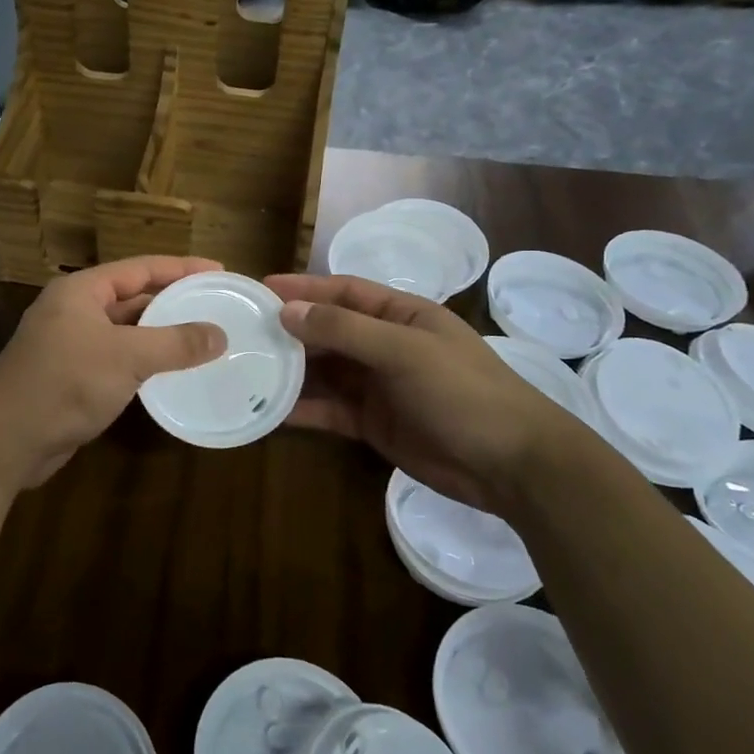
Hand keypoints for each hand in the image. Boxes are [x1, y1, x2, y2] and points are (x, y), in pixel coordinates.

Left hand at [0, 256, 228, 493]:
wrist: (6, 441)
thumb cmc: (65, 383)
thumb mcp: (126, 357)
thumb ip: (175, 343)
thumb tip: (220, 335)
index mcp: (81, 291)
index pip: (140, 268)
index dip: (181, 267)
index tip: (218, 271)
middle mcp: (74, 310)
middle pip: (133, 297)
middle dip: (173, 301)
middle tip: (217, 305)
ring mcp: (71, 344)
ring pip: (126, 331)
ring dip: (161, 333)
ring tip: (204, 337)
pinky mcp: (72, 377)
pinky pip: (117, 359)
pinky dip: (144, 361)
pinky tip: (171, 371)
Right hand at [265, 273, 593, 516]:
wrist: (512, 466)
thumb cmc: (463, 392)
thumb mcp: (404, 351)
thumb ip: (345, 330)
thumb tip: (288, 312)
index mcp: (400, 315)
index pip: (343, 291)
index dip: (303, 288)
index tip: (261, 288)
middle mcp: (385, 345)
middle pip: (328, 331)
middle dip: (290, 330)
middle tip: (242, 331)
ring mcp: (378, 386)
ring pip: (325, 371)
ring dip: (291, 370)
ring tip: (247, 368)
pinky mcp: (373, 424)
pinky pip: (330, 409)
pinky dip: (303, 409)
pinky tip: (271, 410)